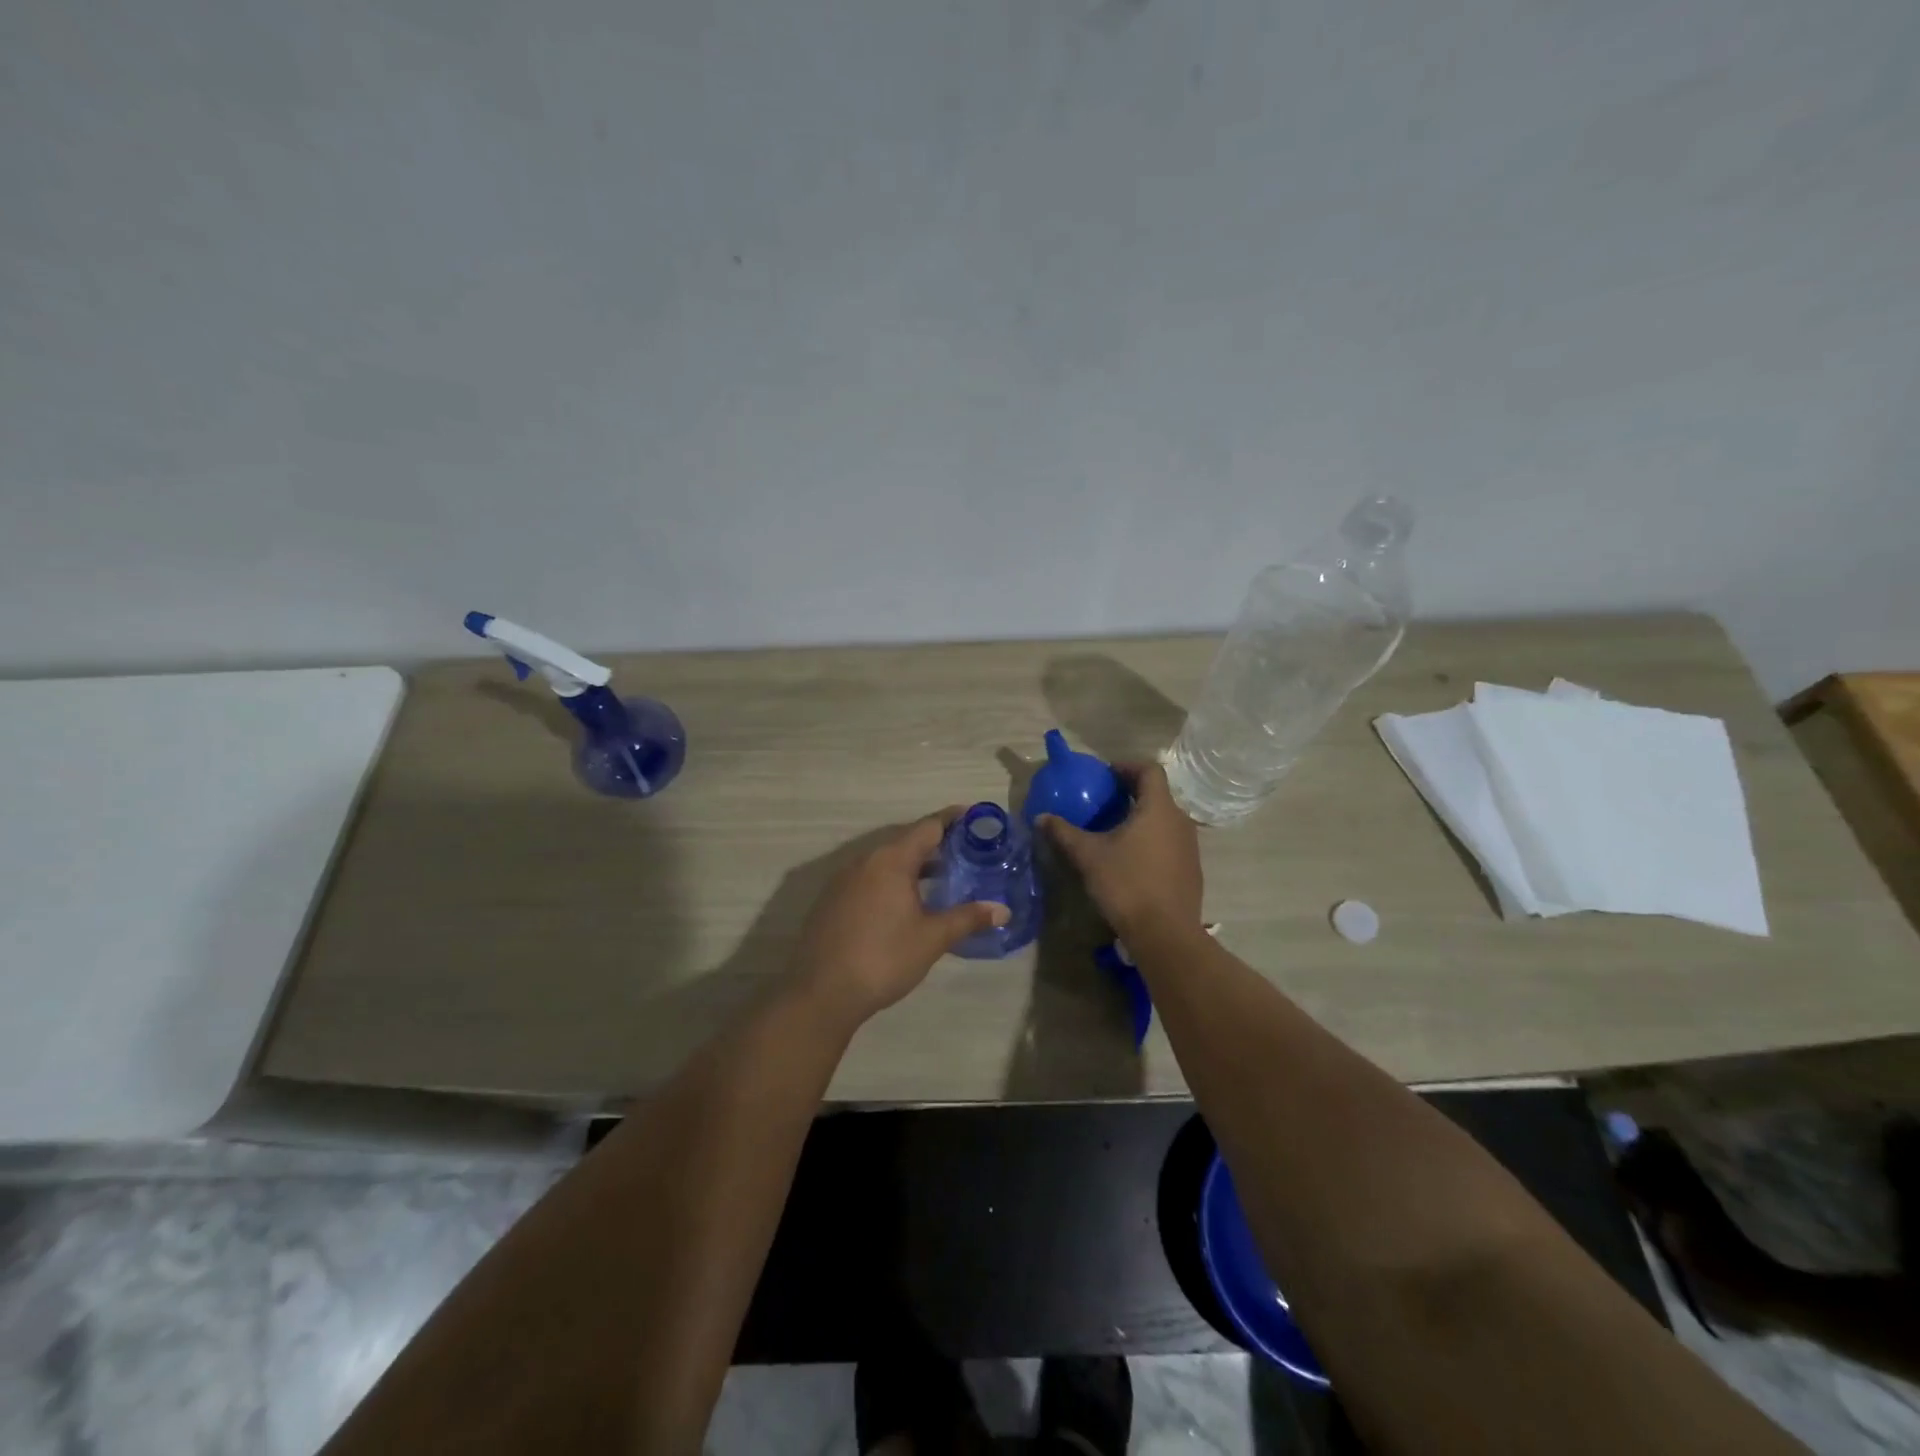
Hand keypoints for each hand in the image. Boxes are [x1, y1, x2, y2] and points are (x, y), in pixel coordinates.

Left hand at [791, 808, 1009, 1024]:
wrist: (821, 993)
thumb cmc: (883, 958)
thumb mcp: (932, 938)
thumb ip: (967, 918)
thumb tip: (1002, 910)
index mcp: (891, 860)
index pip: (927, 826)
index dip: (952, 819)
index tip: (975, 817)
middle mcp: (865, 861)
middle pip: (905, 841)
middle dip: (935, 844)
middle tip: (965, 852)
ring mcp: (843, 880)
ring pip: (885, 861)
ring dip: (912, 864)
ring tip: (941, 876)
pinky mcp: (832, 900)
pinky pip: (869, 878)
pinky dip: (891, 880)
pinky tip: (904, 902)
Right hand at [1040, 763, 1202, 941]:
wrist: (1165, 934)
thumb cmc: (1127, 884)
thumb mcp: (1089, 856)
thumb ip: (1064, 833)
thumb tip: (1041, 817)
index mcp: (1158, 809)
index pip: (1150, 770)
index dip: (1127, 766)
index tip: (1106, 775)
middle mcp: (1180, 821)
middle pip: (1158, 794)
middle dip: (1131, 793)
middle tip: (1105, 801)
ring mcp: (1190, 847)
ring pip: (1164, 820)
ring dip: (1142, 818)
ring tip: (1115, 830)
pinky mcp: (1191, 870)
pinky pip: (1170, 842)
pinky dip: (1151, 840)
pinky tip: (1131, 860)